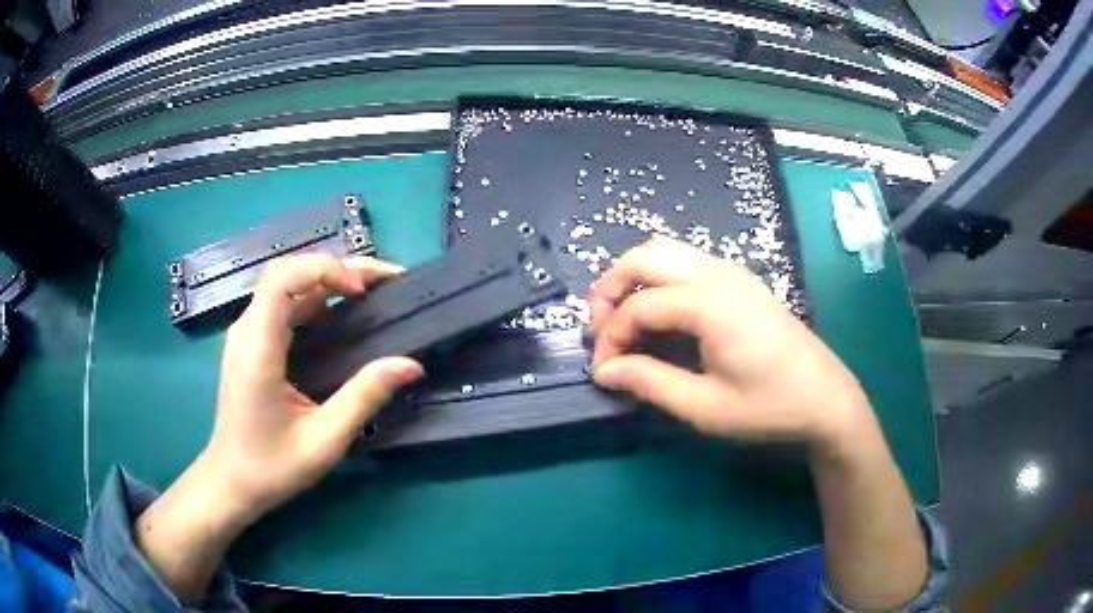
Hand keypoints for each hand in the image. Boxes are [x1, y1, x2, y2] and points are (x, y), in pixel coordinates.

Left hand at [136, 254, 421, 602]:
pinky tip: (342, 317)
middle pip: (288, 272)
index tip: (362, 293)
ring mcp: (246, 335)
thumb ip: (364, 397)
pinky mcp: (252, 345)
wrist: (231, 483)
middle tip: (384, 283)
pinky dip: (316, 300)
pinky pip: (284, 306)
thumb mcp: (324, 439)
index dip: (325, 269)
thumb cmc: (271, 467)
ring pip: (287, 286)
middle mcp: (247, 330)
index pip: (283, 276)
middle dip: (337, 268)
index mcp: (257, 346)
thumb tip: (410, 364)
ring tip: (371, 294)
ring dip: (329, 282)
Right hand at [588, 236, 871, 450]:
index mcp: (708, 303)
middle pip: (644, 257)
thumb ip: (650, 383)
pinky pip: (685, 261)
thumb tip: (605, 370)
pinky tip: (661, 314)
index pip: (638, 307)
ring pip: (664, 251)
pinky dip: (658, 279)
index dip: (610, 338)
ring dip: (634, 279)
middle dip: (610, 289)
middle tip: (600, 330)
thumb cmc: (769, 406)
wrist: (825, 397)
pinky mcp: (739, 279)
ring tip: (624, 319)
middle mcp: (716, 273)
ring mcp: (731, 271)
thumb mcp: (705, 407)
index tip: (603, 373)